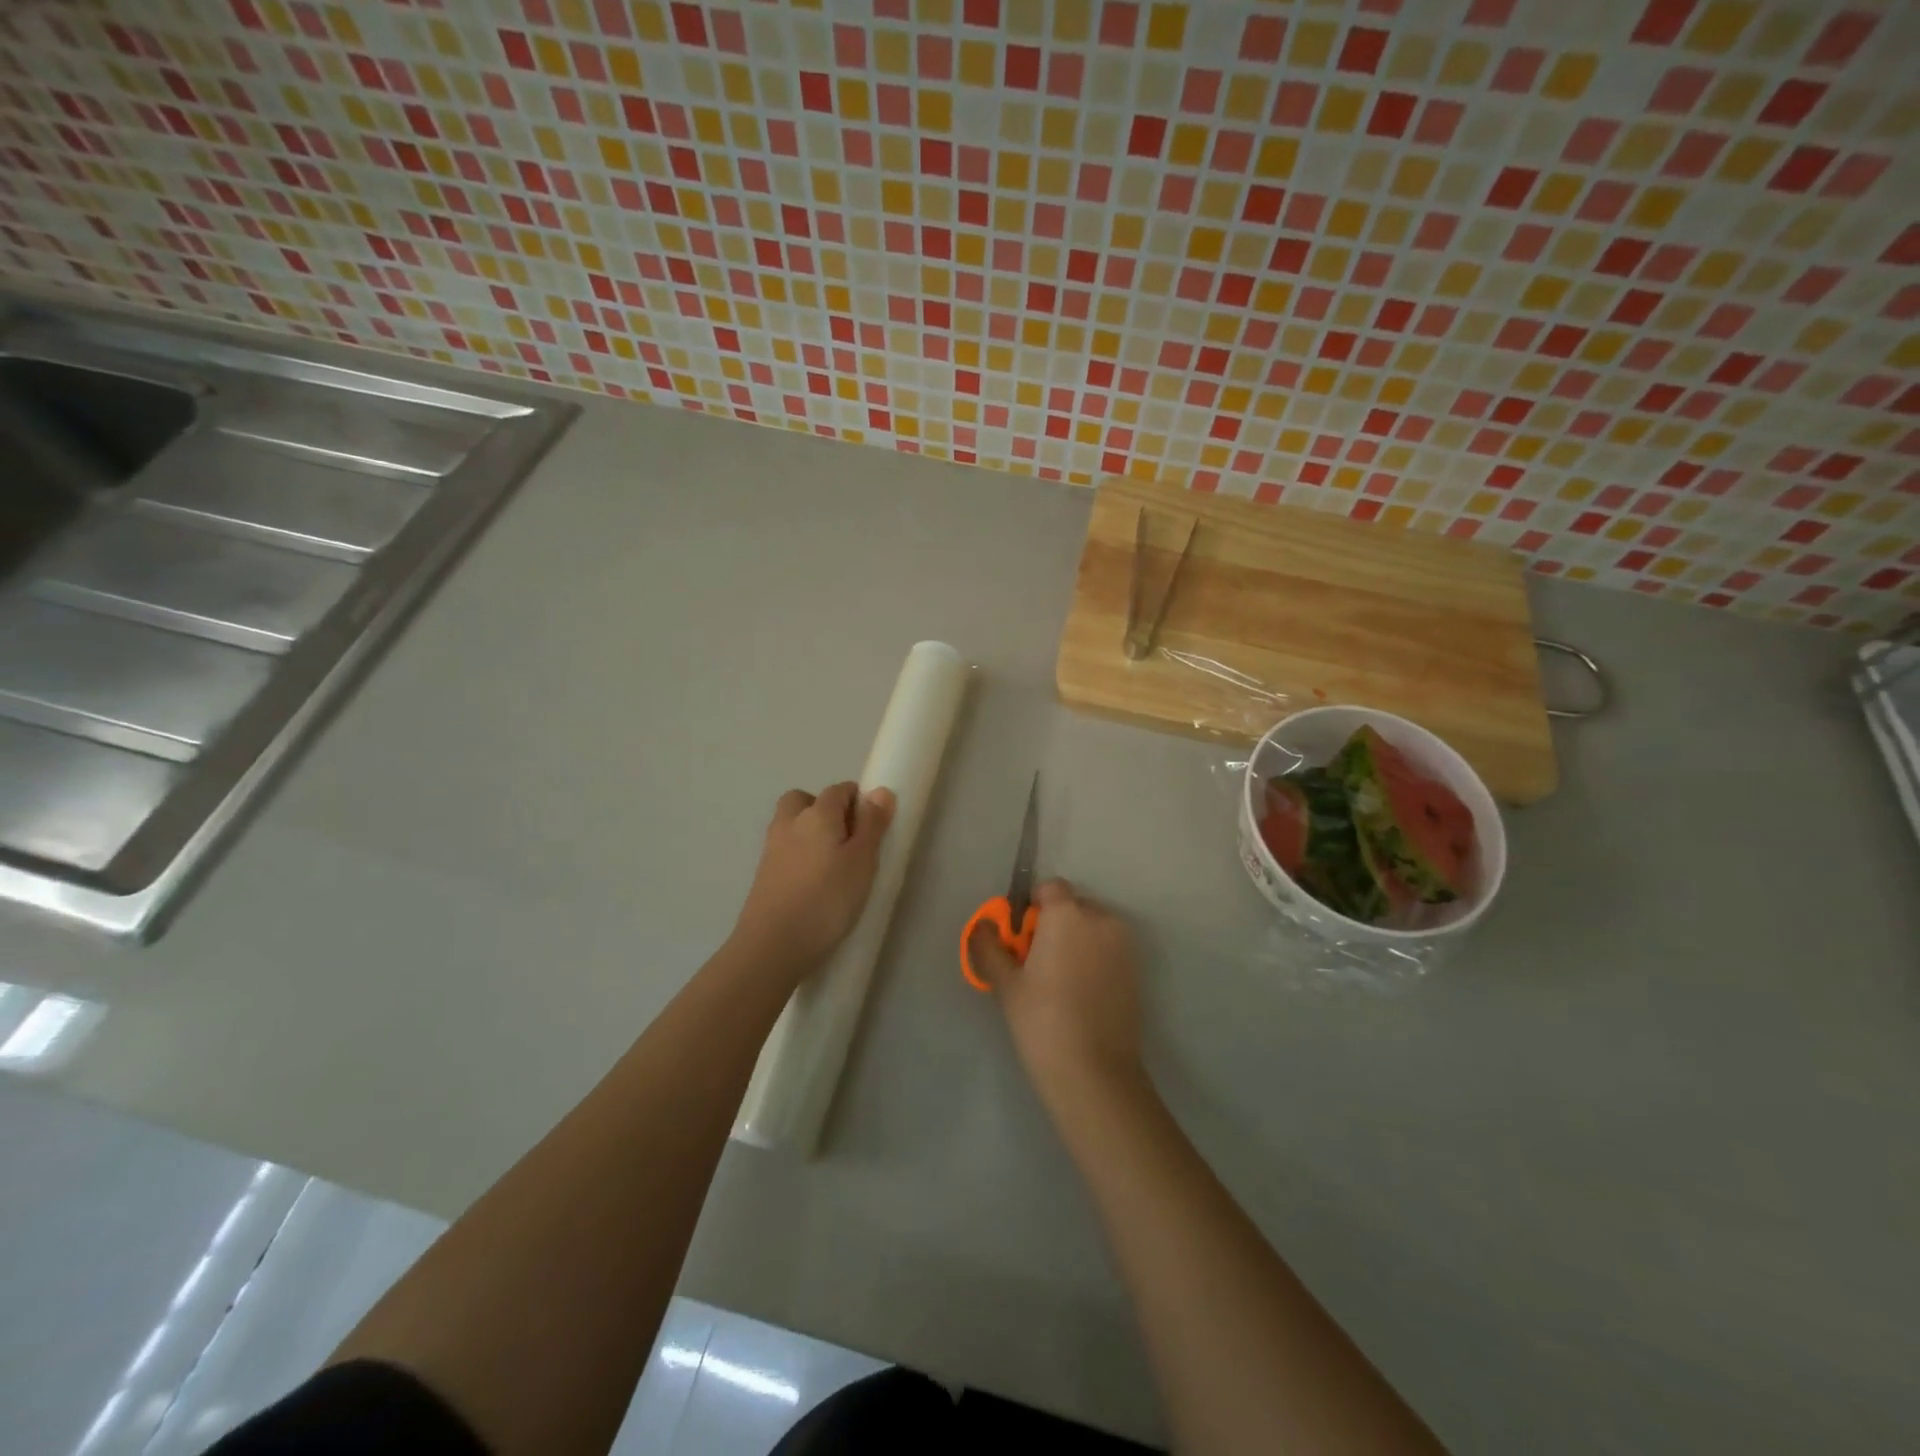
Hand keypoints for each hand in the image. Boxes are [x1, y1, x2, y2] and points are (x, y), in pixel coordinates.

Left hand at [734, 782, 895, 975]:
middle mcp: (789, 823)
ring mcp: (772, 849)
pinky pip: (786, 850)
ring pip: (792, 825)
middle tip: (848, 840)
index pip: (839, 790)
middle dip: (827, 810)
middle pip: (806, 800)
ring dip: (811, 833)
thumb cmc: (827, 900)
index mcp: (816, 814)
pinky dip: (800, 855)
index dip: (858, 801)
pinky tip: (815, 884)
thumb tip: (879, 791)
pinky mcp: (763, 875)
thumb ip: (872, 825)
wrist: (772, 946)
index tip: (874, 827)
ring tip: (834, 865)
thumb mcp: (862, 861)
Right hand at [967, 879, 1144, 1104]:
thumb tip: (983, 925)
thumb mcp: (1006, 983)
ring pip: (1092, 928)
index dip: (1032, 907)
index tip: (1020, 938)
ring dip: (1075, 941)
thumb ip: (990, 946)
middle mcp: (1101, 919)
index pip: (1050, 888)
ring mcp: (1124, 945)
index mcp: (1068, 914)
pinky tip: (1080, 994)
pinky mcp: (1136, 970)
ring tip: (1058, 981)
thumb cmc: (1043, 1021)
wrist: (1095, 1073)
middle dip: (1054, 924)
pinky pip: (1108, 949)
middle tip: (1035, 963)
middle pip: (1072, 907)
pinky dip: (1093, 958)